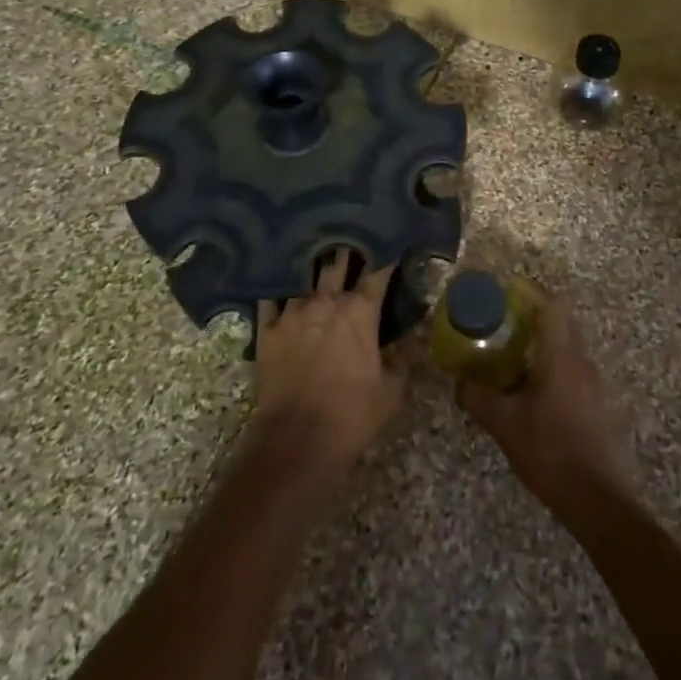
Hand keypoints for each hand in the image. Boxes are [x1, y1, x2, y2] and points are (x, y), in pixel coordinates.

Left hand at [247, 249, 405, 494]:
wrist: (297, 440)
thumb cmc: (352, 415)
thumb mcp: (392, 391)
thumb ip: (403, 359)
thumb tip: (414, 341)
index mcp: (360, 312)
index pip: (377, 273)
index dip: (385, 256)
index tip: (391, 243)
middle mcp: (326, 302)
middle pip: (337, 262)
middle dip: (346, 250)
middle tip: (350, 239)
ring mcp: (292, 313)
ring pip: (303, 276)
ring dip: (312, 268)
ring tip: (313, 253)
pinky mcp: (267, 330)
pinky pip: (269, 299)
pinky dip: (277, 291)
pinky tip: (278, 284)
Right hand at [456, 287, 635, 515]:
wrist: (599, 502)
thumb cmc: (550, 451)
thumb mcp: (504, 424)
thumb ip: (478, 398)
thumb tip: (459, 381)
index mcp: (561, 356)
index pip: (552, 305)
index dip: (530, 291)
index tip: (506, 290)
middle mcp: (582, 362)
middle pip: (563, 322)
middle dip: (534, 316)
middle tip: (504, 322)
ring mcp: (595, 385)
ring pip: (569, 348)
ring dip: (544, 344)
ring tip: (513, 358)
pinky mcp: (598, 407)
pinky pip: (573, 372)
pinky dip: (553, 369)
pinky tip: (533, 394)